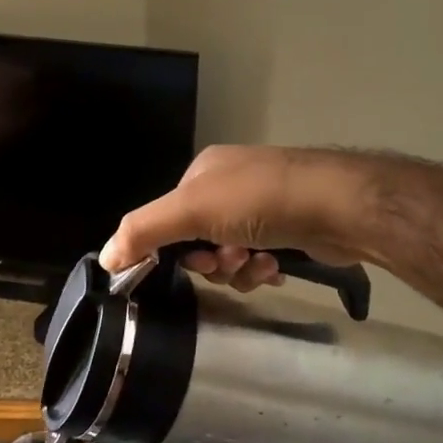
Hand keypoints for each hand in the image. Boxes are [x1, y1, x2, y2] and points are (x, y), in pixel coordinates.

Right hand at [98, 144, 372, 289]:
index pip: (170, 218)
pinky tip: (276, 268)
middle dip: (213, 260)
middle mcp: (232, 185)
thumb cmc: (259, 200)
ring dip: (239, 269)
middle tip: (230, 261)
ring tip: (260, 264)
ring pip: (230, 256)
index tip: (195, 262)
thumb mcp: (191, 210)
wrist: (337, 205)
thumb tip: (104, 258)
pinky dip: (262, 270)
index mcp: (204, 172)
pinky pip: (259, 260)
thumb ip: (143, 231)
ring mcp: (264, 206)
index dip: (176, 248)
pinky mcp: (290, 229)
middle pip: (200, 241)